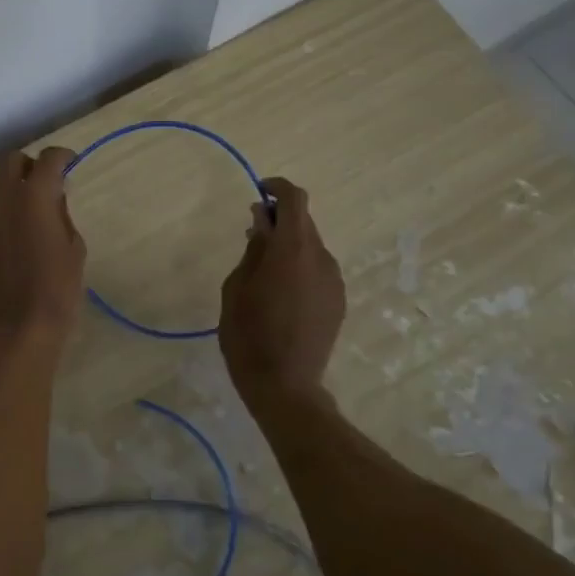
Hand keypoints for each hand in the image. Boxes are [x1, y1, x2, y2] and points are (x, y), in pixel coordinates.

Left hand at [0, 147, 86, 340]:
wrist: (18, 327)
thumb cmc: (58, 287)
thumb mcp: (74, 247)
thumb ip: (61, 215)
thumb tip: (52, 200)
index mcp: (34, 196)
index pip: (48, 159)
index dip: (62, 157)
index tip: (71, 164)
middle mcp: (3, 199)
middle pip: (11, 161)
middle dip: (30, 166)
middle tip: (46, 184)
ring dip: (14, 193)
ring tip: (31, 219)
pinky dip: (2, 219)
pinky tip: (14, 244)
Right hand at [218, 177, 345, 399]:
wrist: (284, 387)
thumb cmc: (248, 335)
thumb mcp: (236, 288)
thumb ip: (253, 249)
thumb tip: (262, 222)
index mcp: (293, 250)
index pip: (295, 200)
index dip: (278, 188)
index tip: (258, 192)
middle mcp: (321, 258)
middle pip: (304, 223)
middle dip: (279, 221)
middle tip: (252, 235)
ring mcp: (334, 281)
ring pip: (311, 248)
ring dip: (289, 246)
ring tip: (263, 271)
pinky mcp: (338, 301)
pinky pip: (318, 270)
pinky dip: (300, 267)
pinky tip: (281, 294)